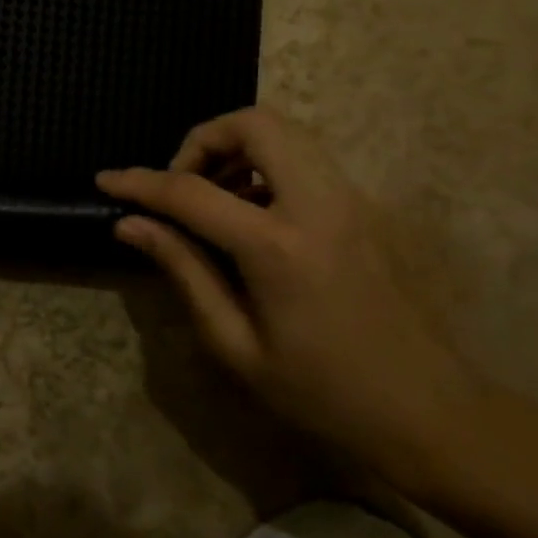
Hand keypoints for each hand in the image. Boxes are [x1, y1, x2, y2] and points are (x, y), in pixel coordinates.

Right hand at [98, 105, 486, 494]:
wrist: (431, 413)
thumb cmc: (323, 393)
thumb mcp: (236, 344)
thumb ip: (183, 270)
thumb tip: (131, 224)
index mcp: (279, 247)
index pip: (191, 192)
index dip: (140, 183)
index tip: (106, 180)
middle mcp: (319, 204)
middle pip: (255, 124)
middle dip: (204, 140)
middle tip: (181, 185)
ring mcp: (351, 200)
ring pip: (285, 132)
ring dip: (237, 149)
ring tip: (212, 201)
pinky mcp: (365, 208)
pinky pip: (306, 158)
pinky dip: (266, 164)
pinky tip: (251, 215)